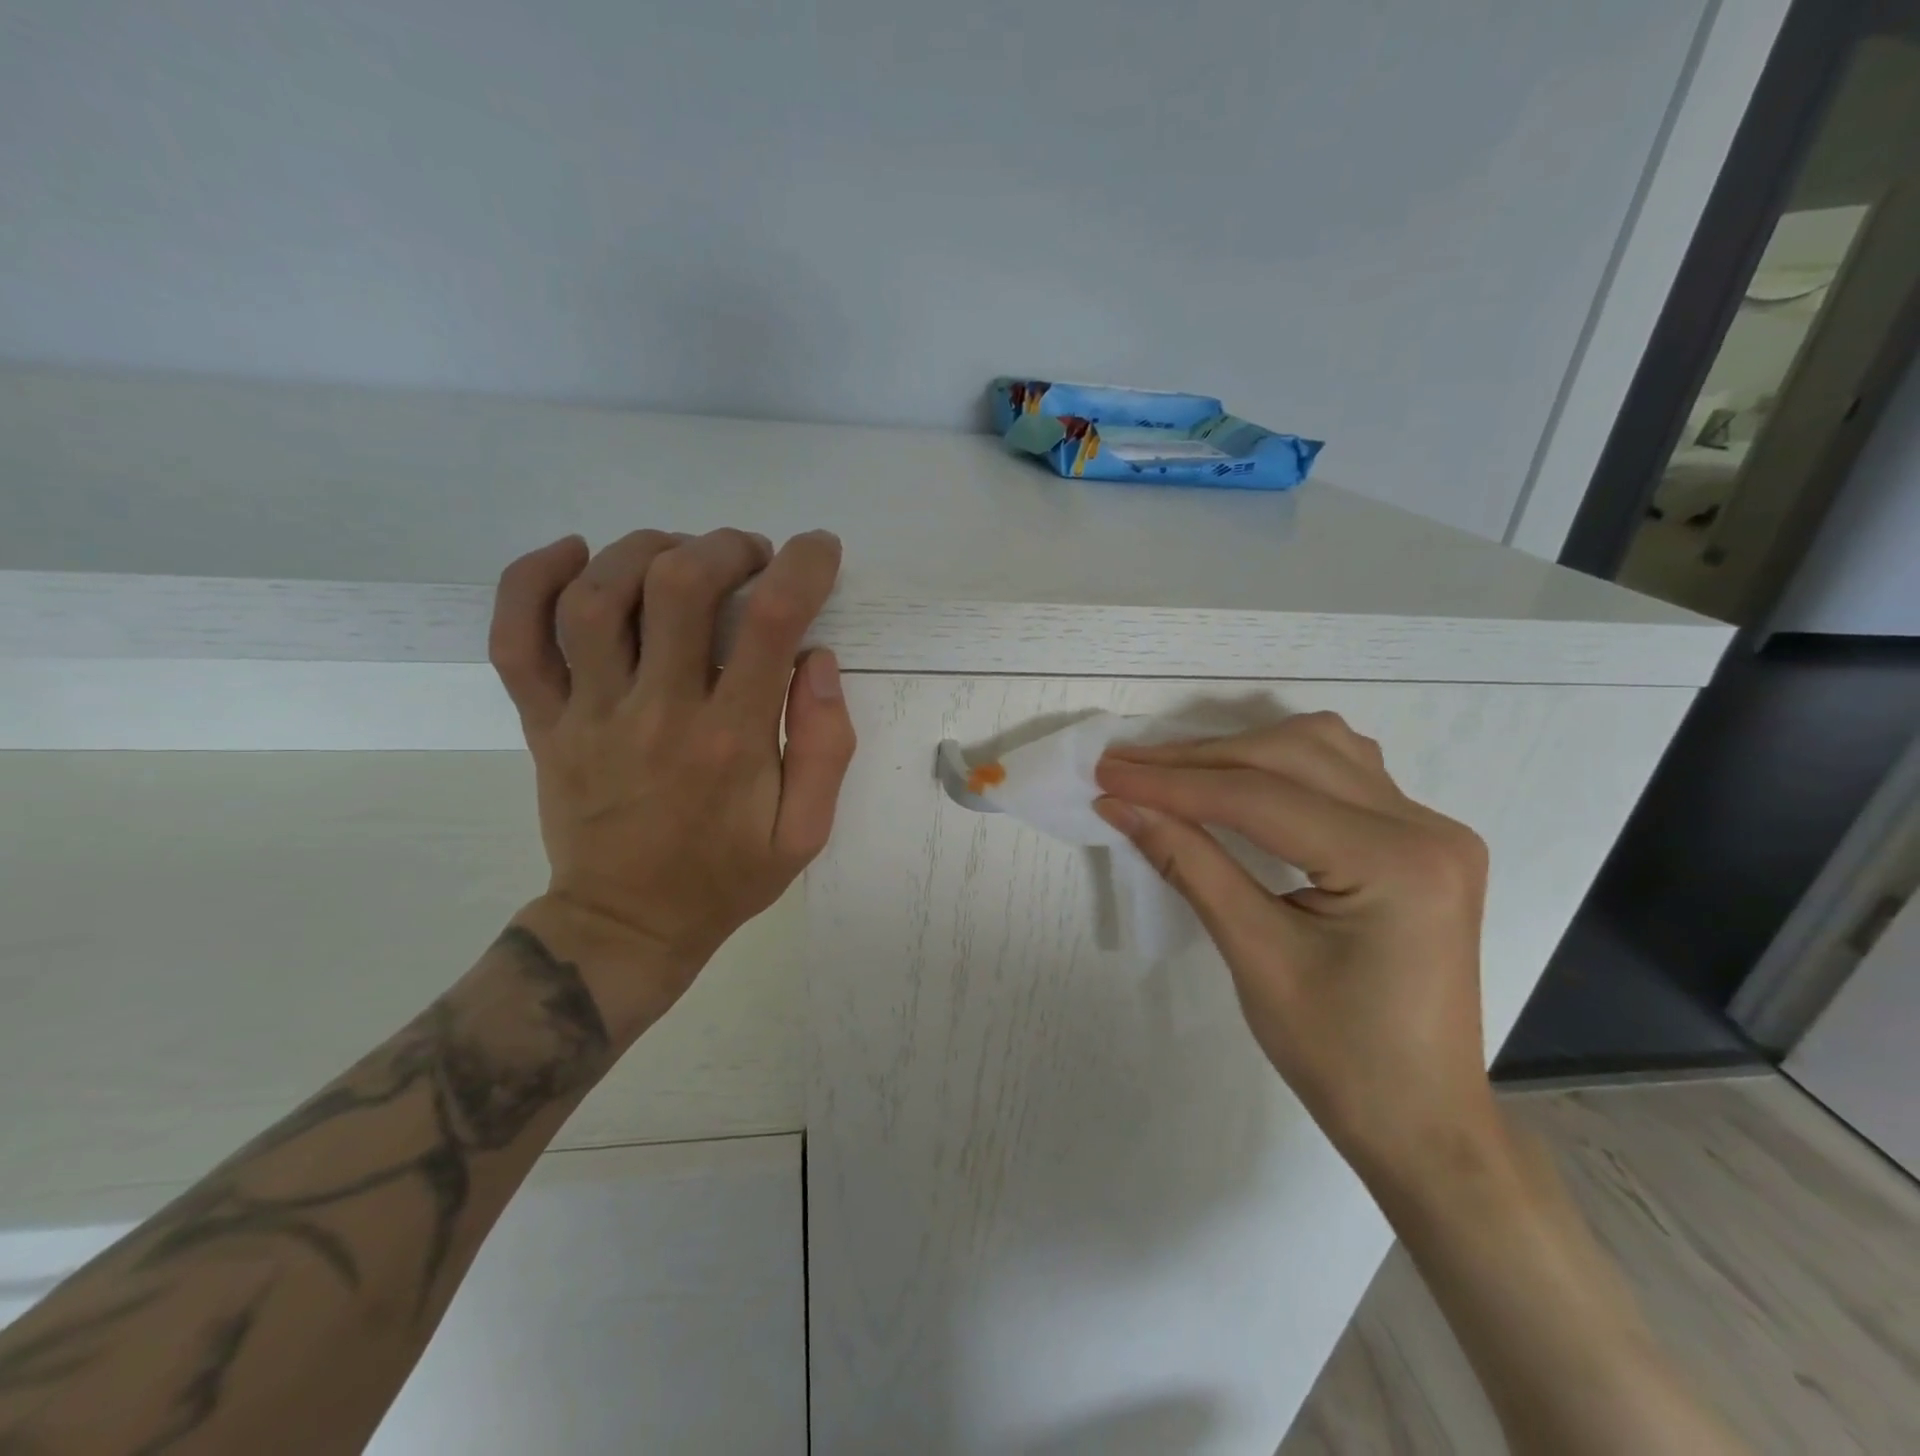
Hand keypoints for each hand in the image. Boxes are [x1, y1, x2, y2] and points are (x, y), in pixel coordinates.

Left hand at [487, 528, 855, 1032]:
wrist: (627, 926)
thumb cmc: (725, 878)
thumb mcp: (805, 832)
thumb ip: (825, 747)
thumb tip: (816, 659)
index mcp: (731, 740)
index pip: (770, 622)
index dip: (802, 567)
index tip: (819, 550)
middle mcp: (657, 712)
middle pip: (677, 586)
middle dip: (725, 547)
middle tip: (753, 556)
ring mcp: (589, 714)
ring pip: (595, 596)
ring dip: (644, 550)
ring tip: (681, 553)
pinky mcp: (544, 723)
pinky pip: (515, 638)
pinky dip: (529, 579)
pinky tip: (572, 553)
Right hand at [1093, 712, 1499, 1187]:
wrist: (1420, 1120)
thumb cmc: (1338, 1056)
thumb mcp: (1254, 955)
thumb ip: (1189, 864)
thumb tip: (1121, 804)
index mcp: (1397, 863)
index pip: (1261, 798)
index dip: (1174, 783)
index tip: (1107, 773)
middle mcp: (1426, 828)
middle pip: (1292, 755)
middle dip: (1199, 759)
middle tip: (1127, 766)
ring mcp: (1432, 829)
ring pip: (1321, 748)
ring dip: (1240, 750)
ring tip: (1173, 769)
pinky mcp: (1421, 840)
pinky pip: (1344, 772)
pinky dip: (1281, 764)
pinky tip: (1242, 778)